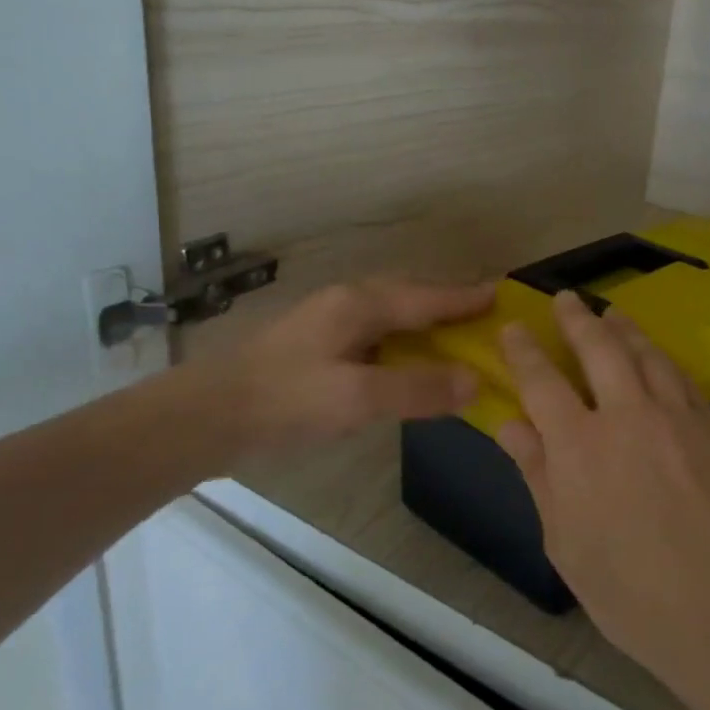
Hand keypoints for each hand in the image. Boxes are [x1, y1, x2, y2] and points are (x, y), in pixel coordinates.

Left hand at [202, 278, 494, 458]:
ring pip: (390, 311)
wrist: (208, 416)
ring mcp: (328, 321)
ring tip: (453, 332)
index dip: (465, 298)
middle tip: (483, 312)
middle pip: (410, 295)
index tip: (501, 293)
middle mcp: (347, 302)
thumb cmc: (286, 401)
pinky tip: (405, 357)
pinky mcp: (317, 344)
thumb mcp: (356, 398)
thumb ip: (417, 389)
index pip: (426, 297)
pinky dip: (402, 338)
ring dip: (424, 318)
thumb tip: (476, 380)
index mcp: (360, 304)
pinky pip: (375, 331)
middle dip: (447, 301)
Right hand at [495, 290, 709, 701]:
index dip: (524, 350)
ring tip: (612, 312)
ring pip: (646, 355)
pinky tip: (658, 358)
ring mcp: (677, 417)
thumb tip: (511, 425)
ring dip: (624, 328)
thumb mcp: (565, 542)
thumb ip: (538, 475)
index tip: (513, 326)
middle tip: (565, 298)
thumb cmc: (631, 591)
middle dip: (577, 319)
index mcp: (579, 446)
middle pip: (599, 349)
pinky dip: (662, 360)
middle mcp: (627, 416)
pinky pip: (682, 380)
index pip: (542, 382)